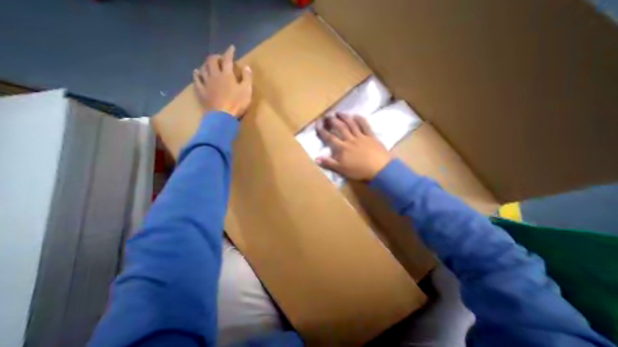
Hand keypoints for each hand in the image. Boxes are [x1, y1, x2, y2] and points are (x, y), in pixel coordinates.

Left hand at [192, 45, 251, 117]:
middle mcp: (214, 75)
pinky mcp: (201, 91)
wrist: (222, 116)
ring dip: (206, 64)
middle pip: (212, 61)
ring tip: (209, 64)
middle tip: (220, 58)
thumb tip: (247, 67)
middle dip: (216, 57)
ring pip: (203, 68)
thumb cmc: (237, 104)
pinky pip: (196, 80)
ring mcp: (206, 83)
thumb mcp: (247, 91)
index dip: (229, 52)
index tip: (231, 47)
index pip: (227, 59)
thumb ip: (247, 78)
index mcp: (227, 75)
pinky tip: (196, 72)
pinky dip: (196, 74)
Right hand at [316, 114, 392, 179]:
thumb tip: (316, 158)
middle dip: (333, 121)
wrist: (379, 168)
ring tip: (339, 112)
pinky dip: (360, 119)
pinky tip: (356, 115)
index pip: (330, 138)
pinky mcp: (371, 136)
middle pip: (340, 128)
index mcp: (342, 148)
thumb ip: (329, 163)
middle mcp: (350, 139)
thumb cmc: (359, 170)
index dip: (322, 131)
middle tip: (327, 115)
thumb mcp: (341, 169)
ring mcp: (361, 136)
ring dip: (344, 117)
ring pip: (351, 124)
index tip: (317, 124)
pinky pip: (365, 125)